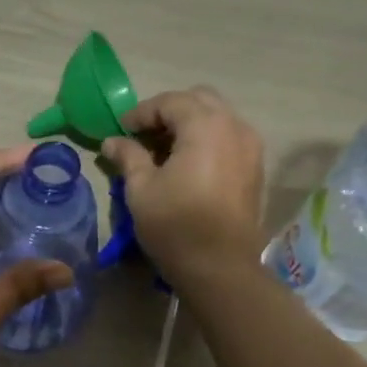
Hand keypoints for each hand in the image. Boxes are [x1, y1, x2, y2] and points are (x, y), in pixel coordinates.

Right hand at [102, 87, 265, 284]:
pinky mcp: (255, 168)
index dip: (141, 113)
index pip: (169, 101)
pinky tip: (186, 165)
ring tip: (163, 151)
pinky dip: (206, 141)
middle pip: (198, 100)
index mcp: (205, 125)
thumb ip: (128, 156)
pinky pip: (228, 138)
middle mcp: (234, 126)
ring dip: (189, 125)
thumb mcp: (141, 189)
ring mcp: (250, 146)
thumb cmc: (175, 224)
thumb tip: (112, 141)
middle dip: (168, 112)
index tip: (121, 131)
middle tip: (143, 136)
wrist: (220, 266)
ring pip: (217, 117)